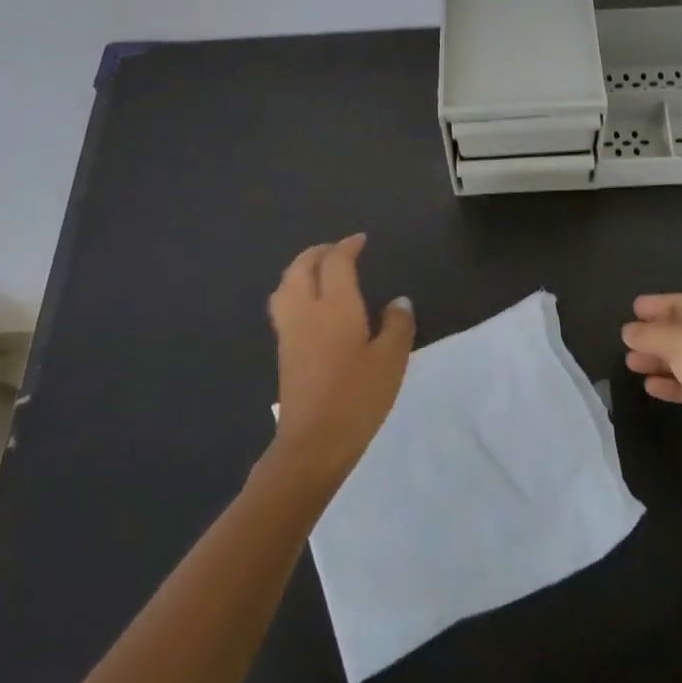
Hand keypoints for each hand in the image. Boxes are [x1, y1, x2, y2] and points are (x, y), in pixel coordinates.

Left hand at [268, 233, 414, 489]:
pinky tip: (309, 305)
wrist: (314, 441)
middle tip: (337, 250)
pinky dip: (294, 290)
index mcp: (335, 305)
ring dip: (301, 269)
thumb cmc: (358, 397)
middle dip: (318, 252)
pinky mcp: (283, 351)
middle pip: (302, 267)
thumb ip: (397, 325)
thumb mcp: (391, 360)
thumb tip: (398, 302)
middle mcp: (306, 310)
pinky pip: (283, 305)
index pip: (336, 262)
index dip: (348, 247)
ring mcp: (289, 331)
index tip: (361, 241)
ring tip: (318, 271)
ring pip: (286, 285)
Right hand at [622, 294, 681, 478]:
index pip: (680, 303)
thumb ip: (650, 334)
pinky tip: (650, 387)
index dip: (657, 304)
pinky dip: (669, 384)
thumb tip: (629, 331)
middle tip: (625, 341)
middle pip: (680, 331)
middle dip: (653, 334)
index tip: (633, 308)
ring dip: (657, 359)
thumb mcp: (680, 343)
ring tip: (630, 363)